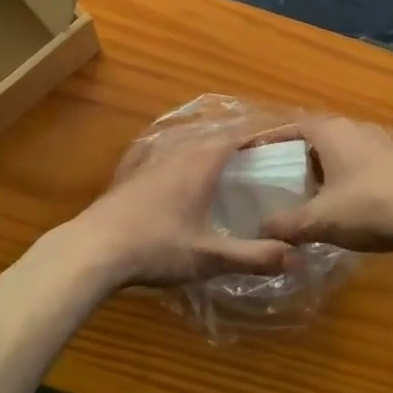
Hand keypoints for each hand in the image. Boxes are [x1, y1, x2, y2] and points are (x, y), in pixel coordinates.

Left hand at [68, 135, 294, 289]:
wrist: (94, 249)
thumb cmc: (157, 247)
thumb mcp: (209, 257)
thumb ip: (253, 256)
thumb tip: (298, 257)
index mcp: (201, 163)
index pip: (238, 136)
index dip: (261, 135)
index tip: (282, 138)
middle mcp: (179, 153)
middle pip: (214, 136)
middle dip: (239, 140)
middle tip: (262, 154)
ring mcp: (152, 161)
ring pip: (189, 144)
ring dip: (211, 148)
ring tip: (229, 163)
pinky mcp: (133, 174)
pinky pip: (169, 155)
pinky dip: (187, 158)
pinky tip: (184, 177)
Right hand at [257, 118, 392, 262]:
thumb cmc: (371, 208)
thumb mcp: (320, 220)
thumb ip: (286, 224)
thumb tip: (260, 229)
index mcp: (333, 132)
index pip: (293, 127)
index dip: (271, 140)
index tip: (254, 155)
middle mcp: (359, 128)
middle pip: (321, 137)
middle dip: (302, 156)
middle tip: (284, 180)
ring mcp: (387, 142)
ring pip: (350, 148)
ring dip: (334, 165)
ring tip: (320, 190)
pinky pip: (376, 161)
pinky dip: (363, 173)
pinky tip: (364, 193)